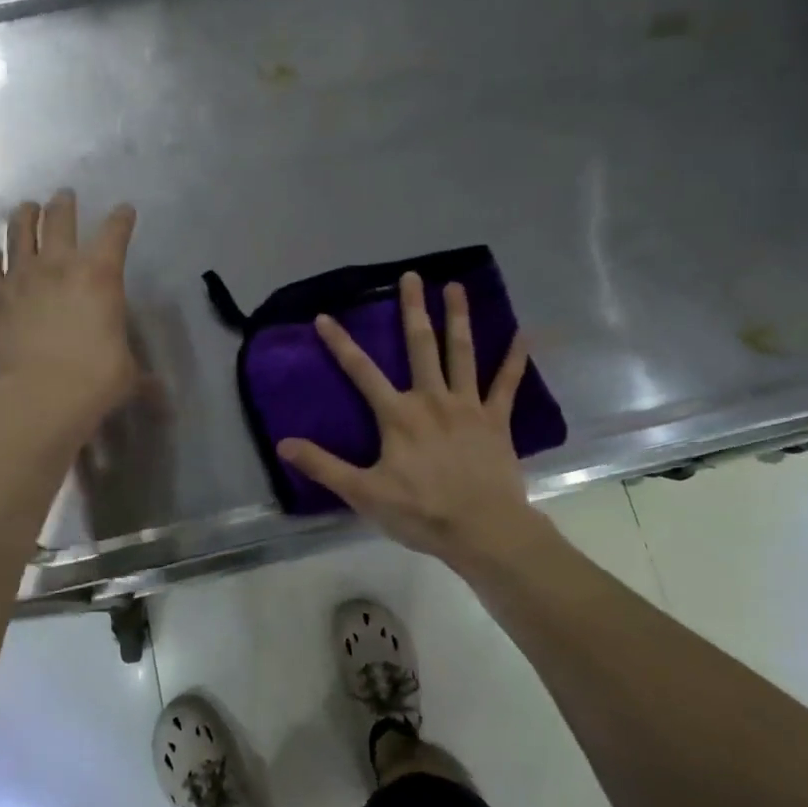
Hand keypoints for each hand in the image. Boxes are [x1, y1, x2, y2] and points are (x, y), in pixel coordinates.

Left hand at [0, 191, 138, 437]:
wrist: (38, 396)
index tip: (125, 210)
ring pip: (19, 231)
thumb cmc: (94, 380)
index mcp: (101, 276)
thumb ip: (142, 377)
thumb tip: (163, 398)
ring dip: (25, 216)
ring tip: (26, 208)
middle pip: (60, 219)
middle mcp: (60, 265)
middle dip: (64, 204)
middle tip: (64, 197)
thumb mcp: (127, 375)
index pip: (115, 233)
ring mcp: (21, 277)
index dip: (121, 219)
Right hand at [277, 272, 540, 570]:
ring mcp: (468, 406)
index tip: (325, 316)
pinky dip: (515, 358)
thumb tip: (283, 443)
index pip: (361, 372)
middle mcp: (432, 399)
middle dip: (413, 309)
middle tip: (411, 276)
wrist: (483, 530)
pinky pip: (506, 384)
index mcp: (398, 415)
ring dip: (458, 318)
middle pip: (420, 346)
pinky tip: (524, 334)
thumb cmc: (420, 512)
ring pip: (461, 353)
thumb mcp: (363, 493)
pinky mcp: (496, 420)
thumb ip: (324, 465)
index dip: (340, 344)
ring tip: (456, 287)